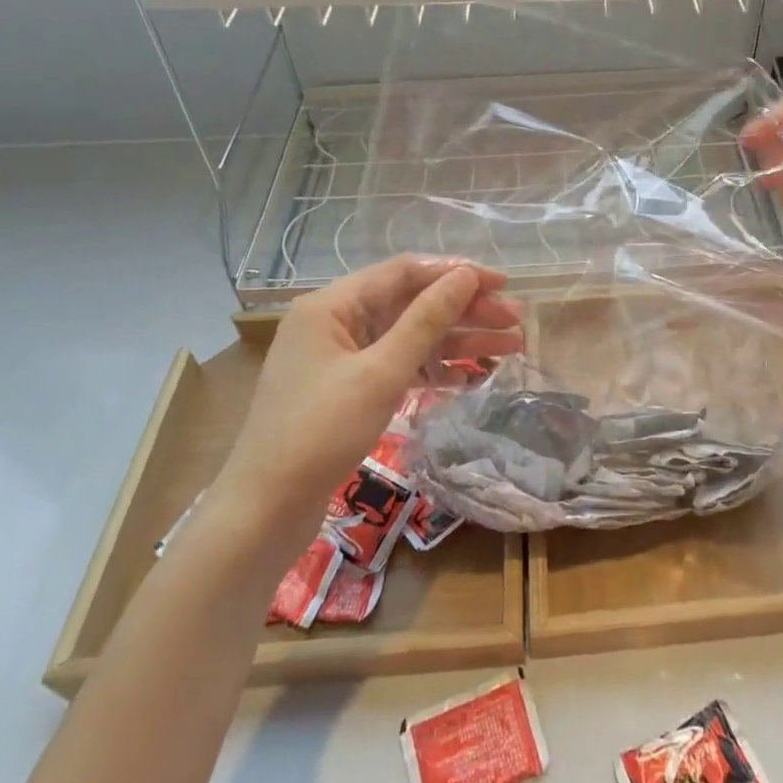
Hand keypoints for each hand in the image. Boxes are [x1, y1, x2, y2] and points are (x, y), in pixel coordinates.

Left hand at [208, 256, 522, 553]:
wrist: (266, 510)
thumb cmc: (320, 432)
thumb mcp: (381, 372)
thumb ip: (426, 320)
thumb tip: (466, 275)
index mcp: (333, 305)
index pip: (405, 272)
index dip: (457, 274)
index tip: (504, 283)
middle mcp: (337, 323)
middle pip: (412, 304)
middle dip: (466, 311)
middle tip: (516, 322)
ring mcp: (342, 359)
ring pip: (411, 338)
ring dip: (459, 342)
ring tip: (511, 349)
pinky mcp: (350, 390)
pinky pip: (401, 367)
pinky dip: (435, 370)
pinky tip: (474, 377)